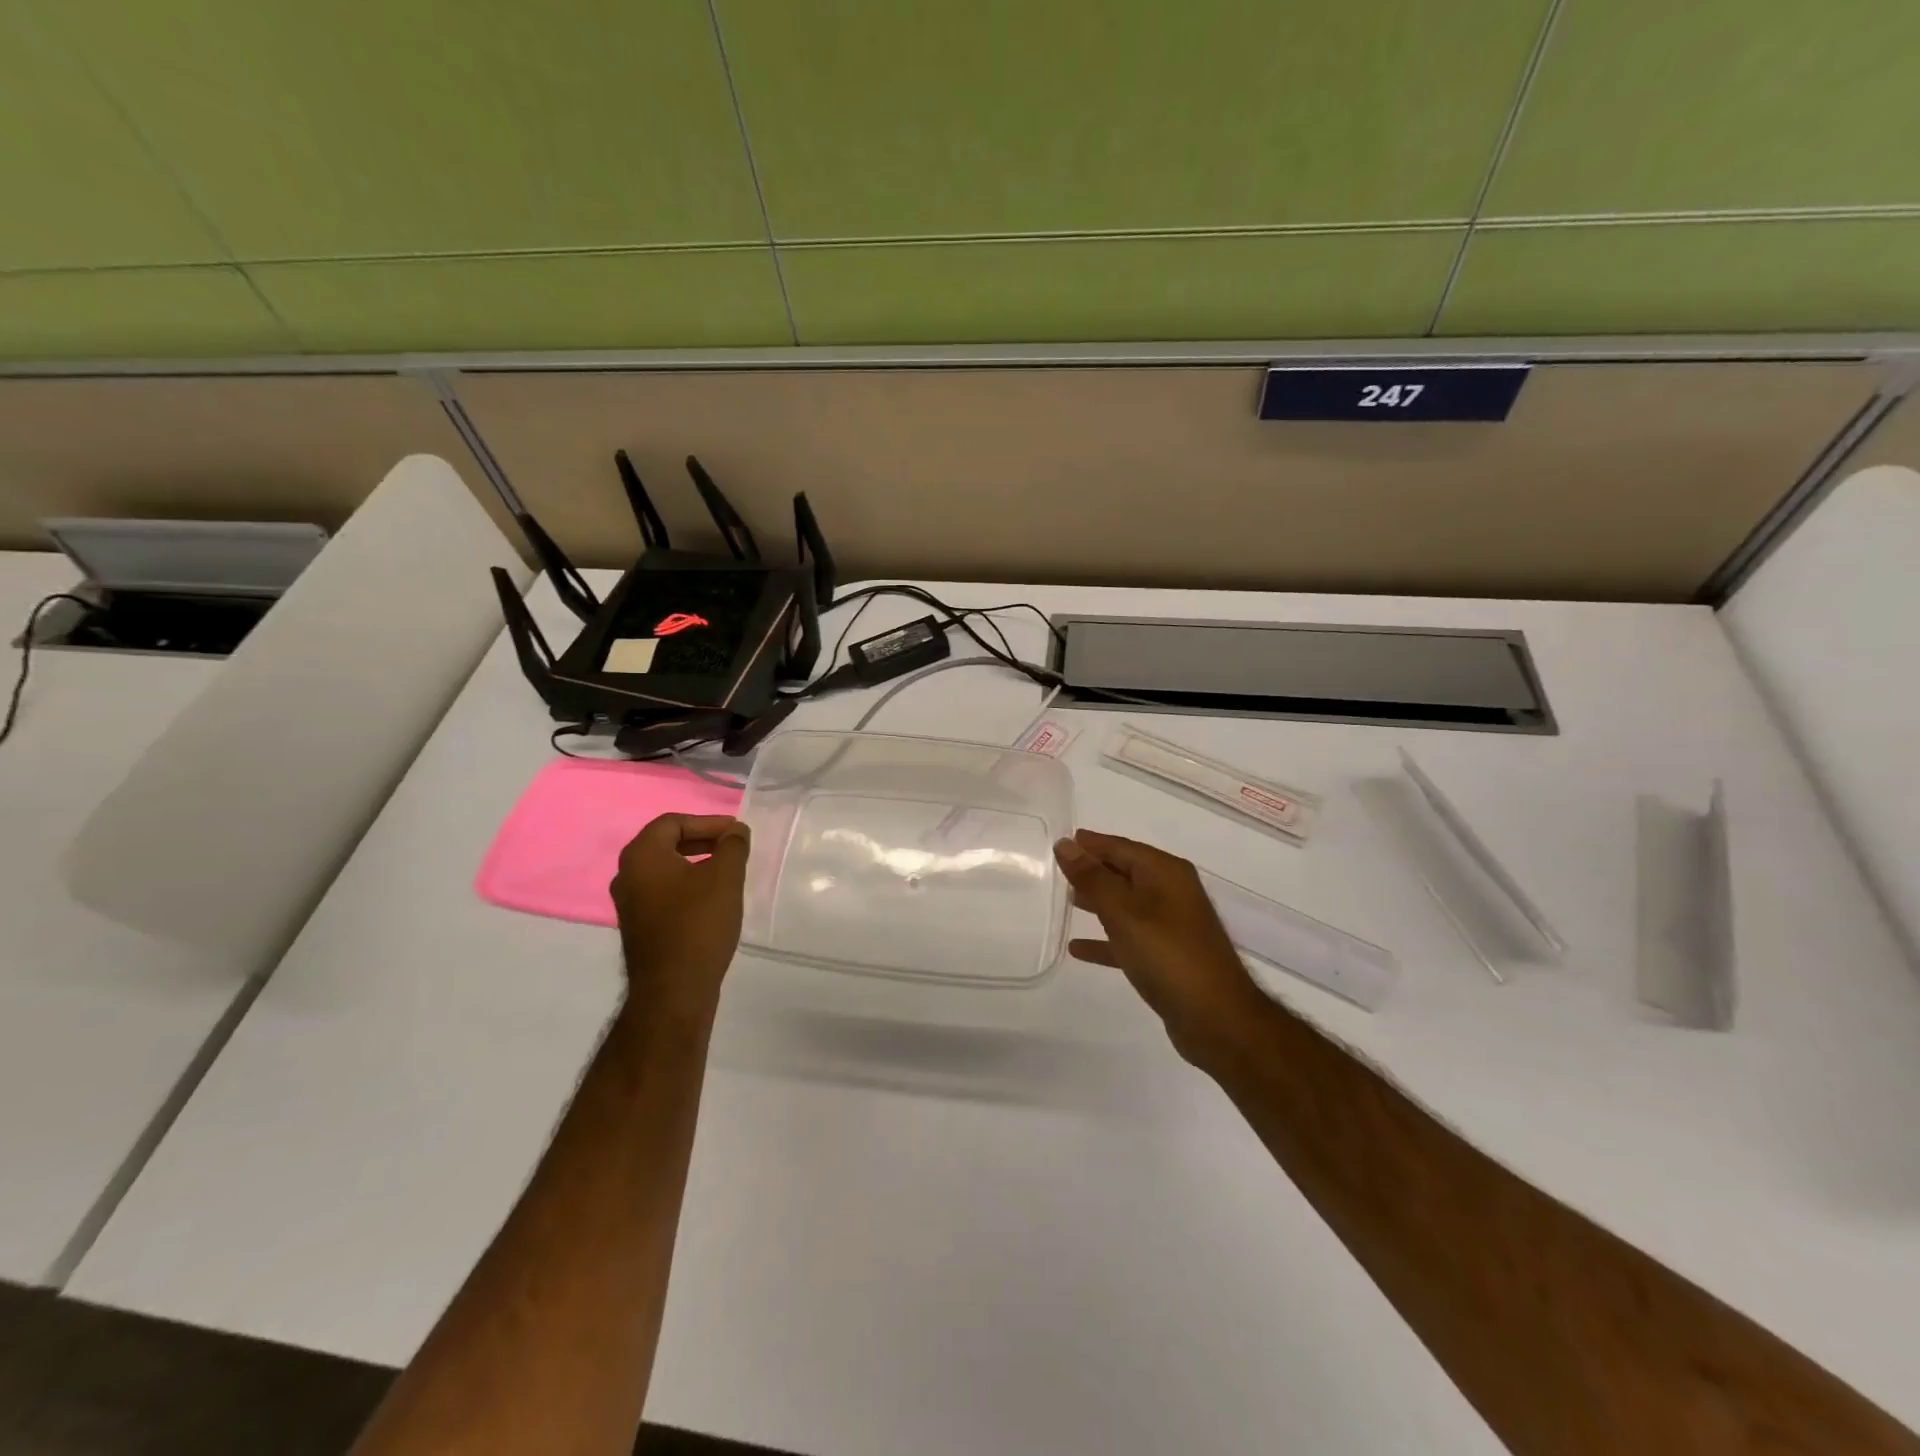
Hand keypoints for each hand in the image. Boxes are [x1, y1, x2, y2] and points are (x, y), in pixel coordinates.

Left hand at [611, 814, 750, 1017]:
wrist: (673, 989)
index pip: (673, 822)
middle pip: (666, 843)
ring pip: (665, 869)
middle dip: (703, 840)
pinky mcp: (638, 926)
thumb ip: (733, 845)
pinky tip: (712, 899)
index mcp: (642, 855)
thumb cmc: (698, 924)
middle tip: (734, 847)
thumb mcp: (725, 877)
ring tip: (728, 871)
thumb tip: (735, 831)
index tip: (737, 832)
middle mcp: (627, 874)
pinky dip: (687, 885)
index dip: (708, 822)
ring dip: (696, 863)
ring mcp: (629, 903)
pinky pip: (663, 892)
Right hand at [1053, 830, 1266, 1065]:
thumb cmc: (1167, 955)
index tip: (1061, 842)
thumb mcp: (1123, 911)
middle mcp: (1171, 892)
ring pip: (1126, 904)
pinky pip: (1129, 938)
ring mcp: (1171, 925)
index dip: (1091, 844)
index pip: (1121, 847)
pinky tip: (1078, 949)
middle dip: (1093, 870)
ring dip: (1098, 902)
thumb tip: (1065, 844)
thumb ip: (1092, 877)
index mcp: (1165, 872)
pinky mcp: (1167, 956)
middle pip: (1125, 872)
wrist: (1216, 1018)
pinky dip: (1105, 939)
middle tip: (1057, 870)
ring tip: (1065, 901)